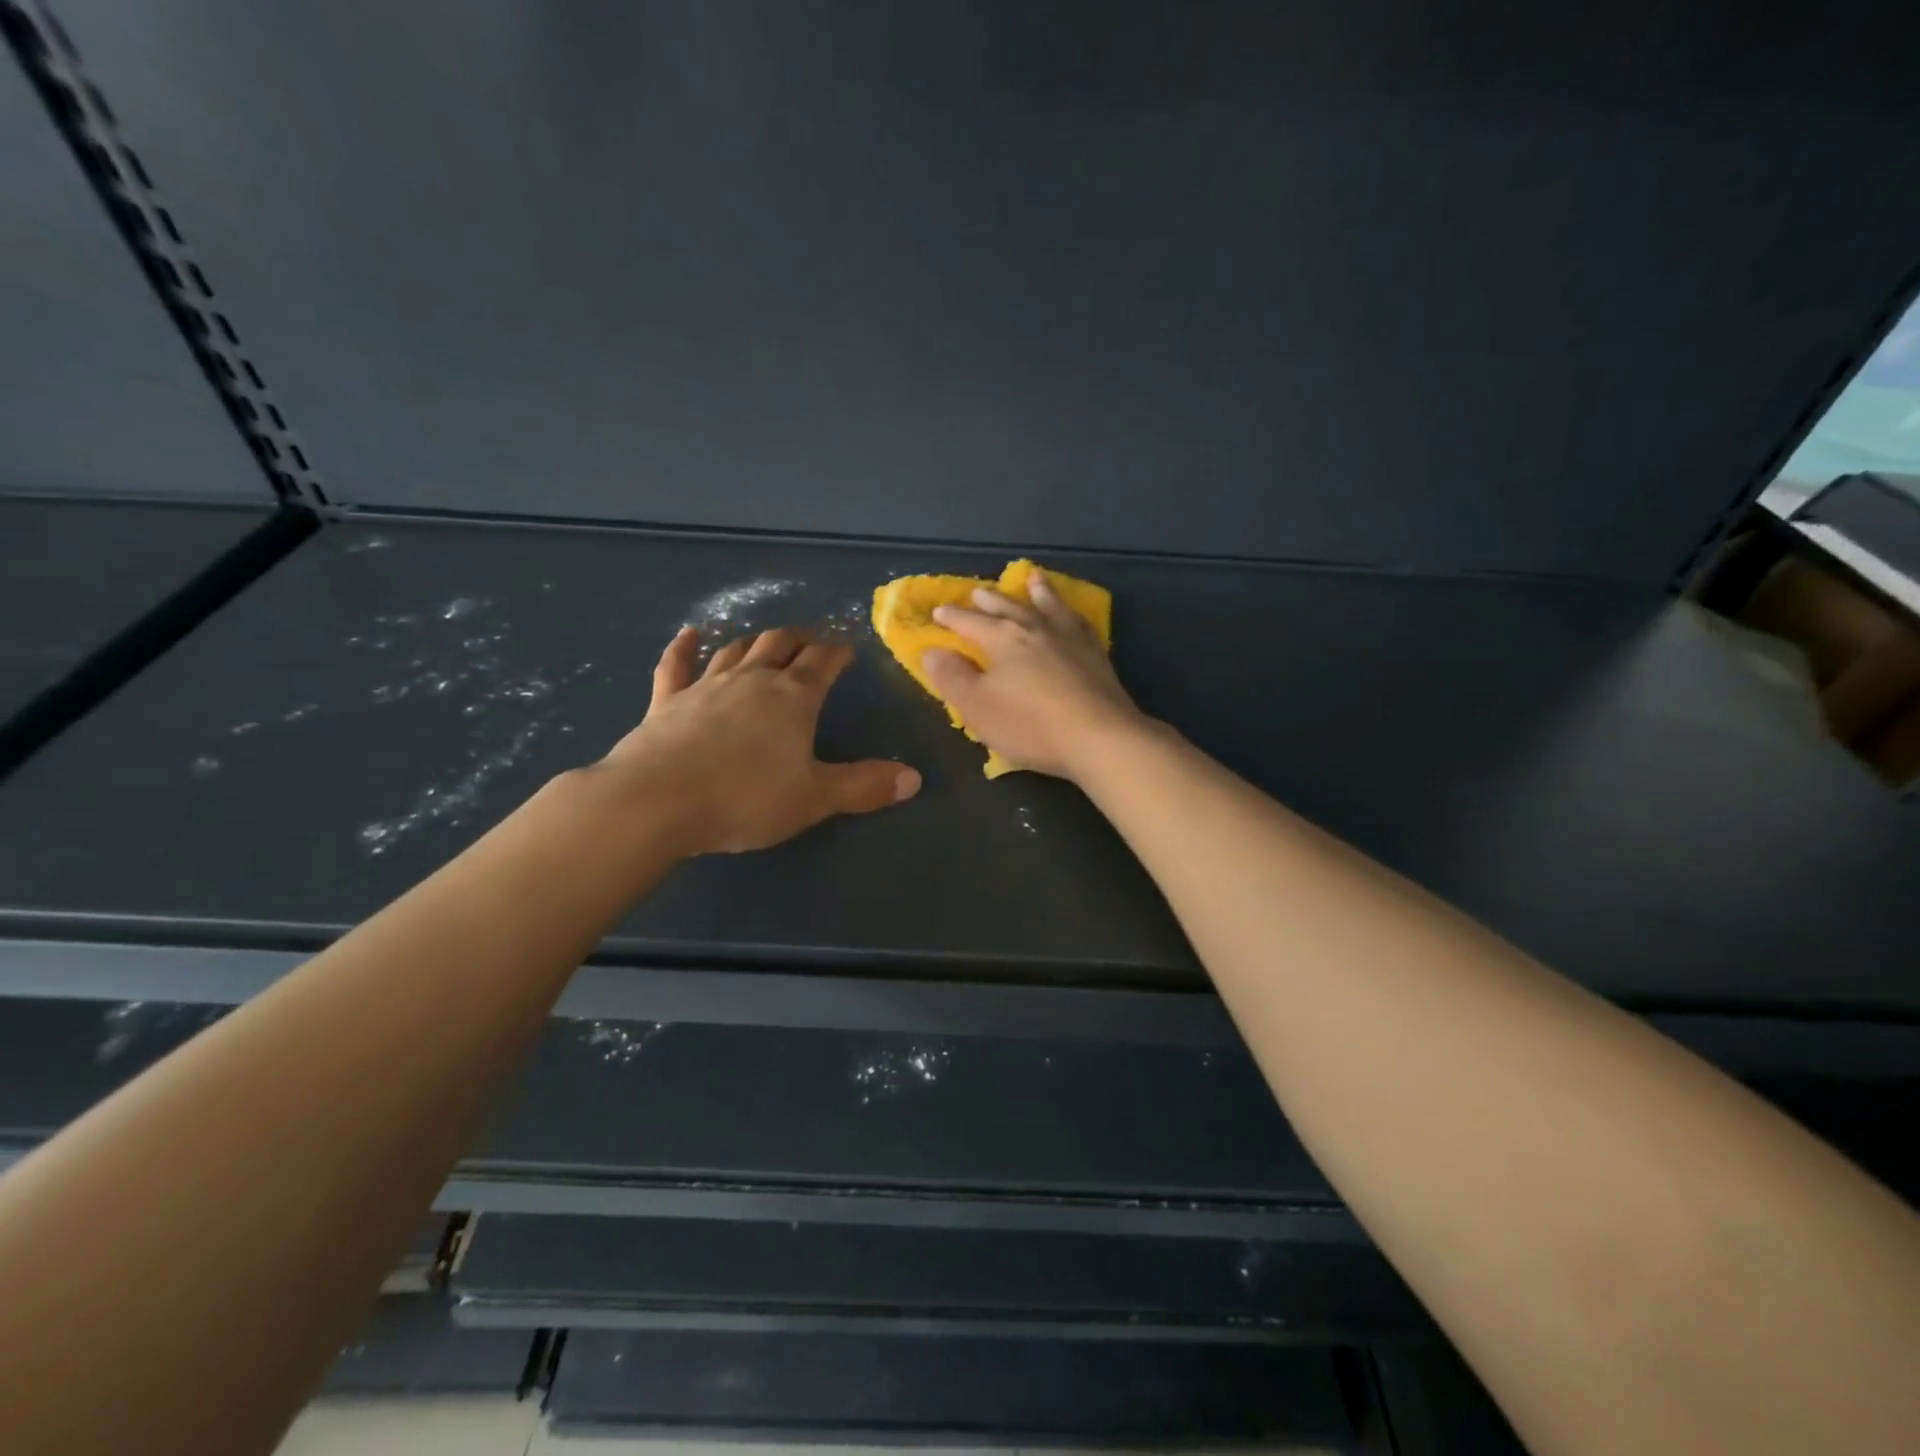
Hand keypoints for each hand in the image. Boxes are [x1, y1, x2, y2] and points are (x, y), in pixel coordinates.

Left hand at [598, 626, 920, 854]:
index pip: (822, 663)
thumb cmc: (746, 798)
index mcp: (793, 698)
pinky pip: (675, 666)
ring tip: (766, 642)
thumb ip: (864, 786)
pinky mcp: (666, 702)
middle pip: (779, 644)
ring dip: (754, 642)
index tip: (848, 648)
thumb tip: (914, 778)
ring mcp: (705, 686)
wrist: (657, 801)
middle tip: (811, 640)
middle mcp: (752, 680)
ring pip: (735, 650)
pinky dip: (683, 649)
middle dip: (799, 639)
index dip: (838, 652)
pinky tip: (688, 635)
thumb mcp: (815, 798)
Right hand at [921, 570, 1147, 780]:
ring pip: (1049, 606)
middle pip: (1008, 607)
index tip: (938, 611)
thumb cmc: (1030, 725)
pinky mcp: (1097, 654)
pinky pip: (1079, 622)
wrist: (1100, 738)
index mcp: (1003, 639)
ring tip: (1032, 579)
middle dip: (990, 600)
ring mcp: (1070, 638)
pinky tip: (1071, 614)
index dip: (952, 618)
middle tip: (978, 591)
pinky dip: (1070, 612)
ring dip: (1037, 591)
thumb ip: (951, 677)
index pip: (970, 622)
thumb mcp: (977, 706)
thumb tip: (931, 651)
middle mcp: (1036, 628)